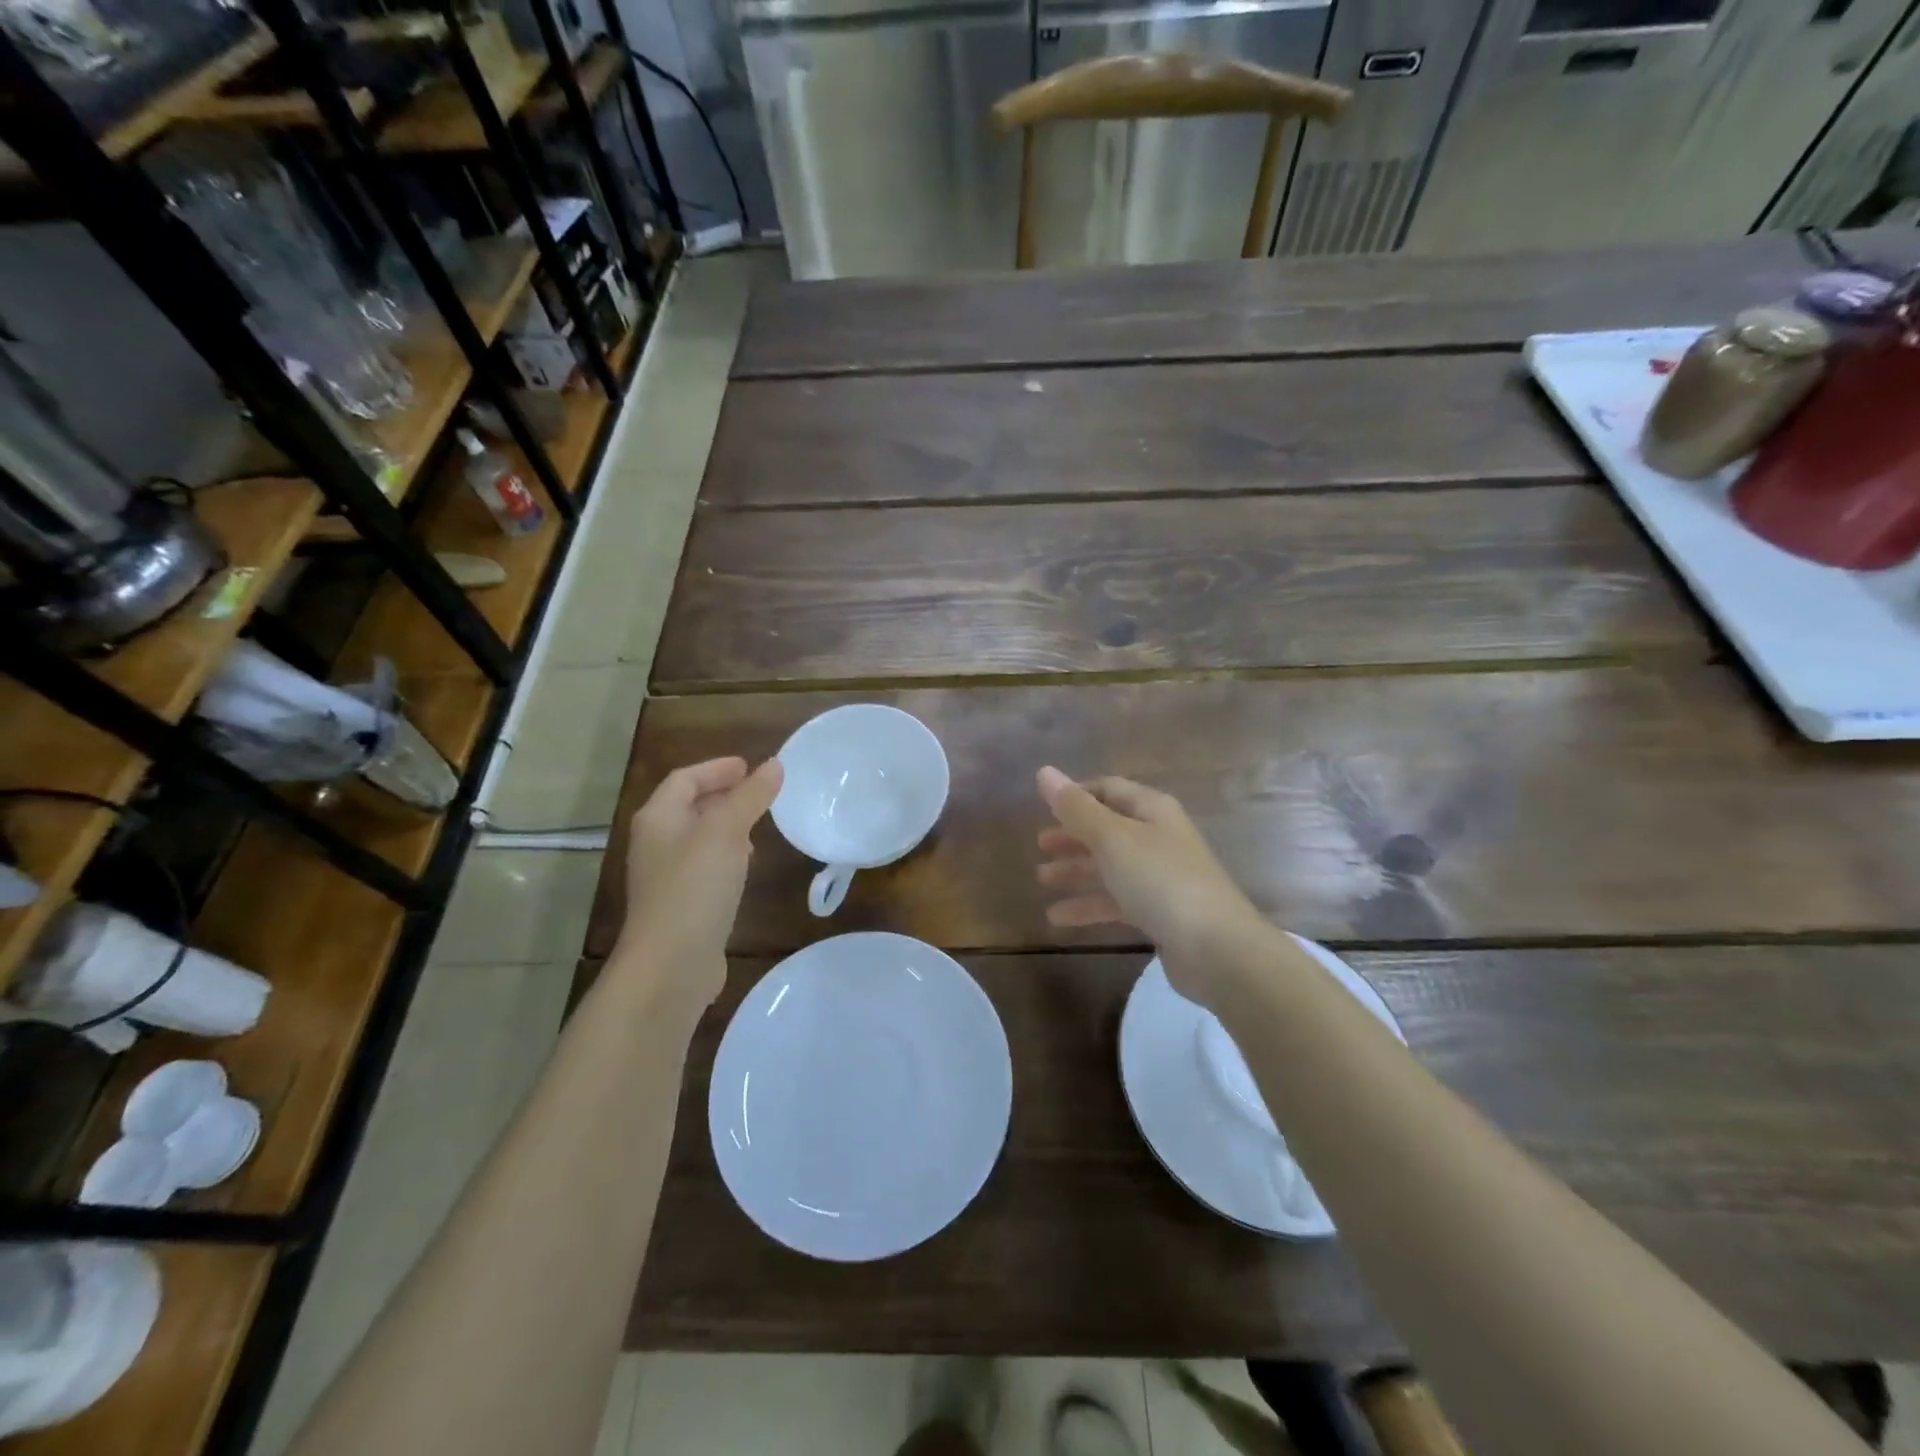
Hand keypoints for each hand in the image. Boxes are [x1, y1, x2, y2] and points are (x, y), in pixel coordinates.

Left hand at [619, 756, 782, 1008]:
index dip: (717, 768)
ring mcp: (666, 877)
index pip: (685, 778)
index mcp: (658, 819)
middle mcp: (656, 843)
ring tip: (757, 824)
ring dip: (725, 825)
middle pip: (688, 806)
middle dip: (722, 795)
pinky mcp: (681, 905)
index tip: (750, 765)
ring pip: (698, 838)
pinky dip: (725, 856)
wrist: (670, 965)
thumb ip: (750, 797)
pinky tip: (745, 866)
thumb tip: (774, 765)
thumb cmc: (694, 888)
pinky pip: (704, 867)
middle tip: (758, 791)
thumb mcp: (726, 833)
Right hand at [1035, 766, 1276, 1008]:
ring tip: (1041, 880)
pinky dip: (1088, 906)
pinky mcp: (1160, 914)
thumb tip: (1044, 771)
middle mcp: (1158, 838)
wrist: (1216, 949)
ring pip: (1110, 867)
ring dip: (1076, 871)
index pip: (1109, 789)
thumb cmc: (1161, 881)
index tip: (1044, 807)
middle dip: (1073, 836)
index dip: (1076, 795)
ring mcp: (1160, 878)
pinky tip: (1058, 917)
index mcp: (1152, 810)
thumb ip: (1076, 808)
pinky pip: (1116, 902)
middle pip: (1108, 829)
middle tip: (1039, 846)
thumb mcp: (1112, 839)